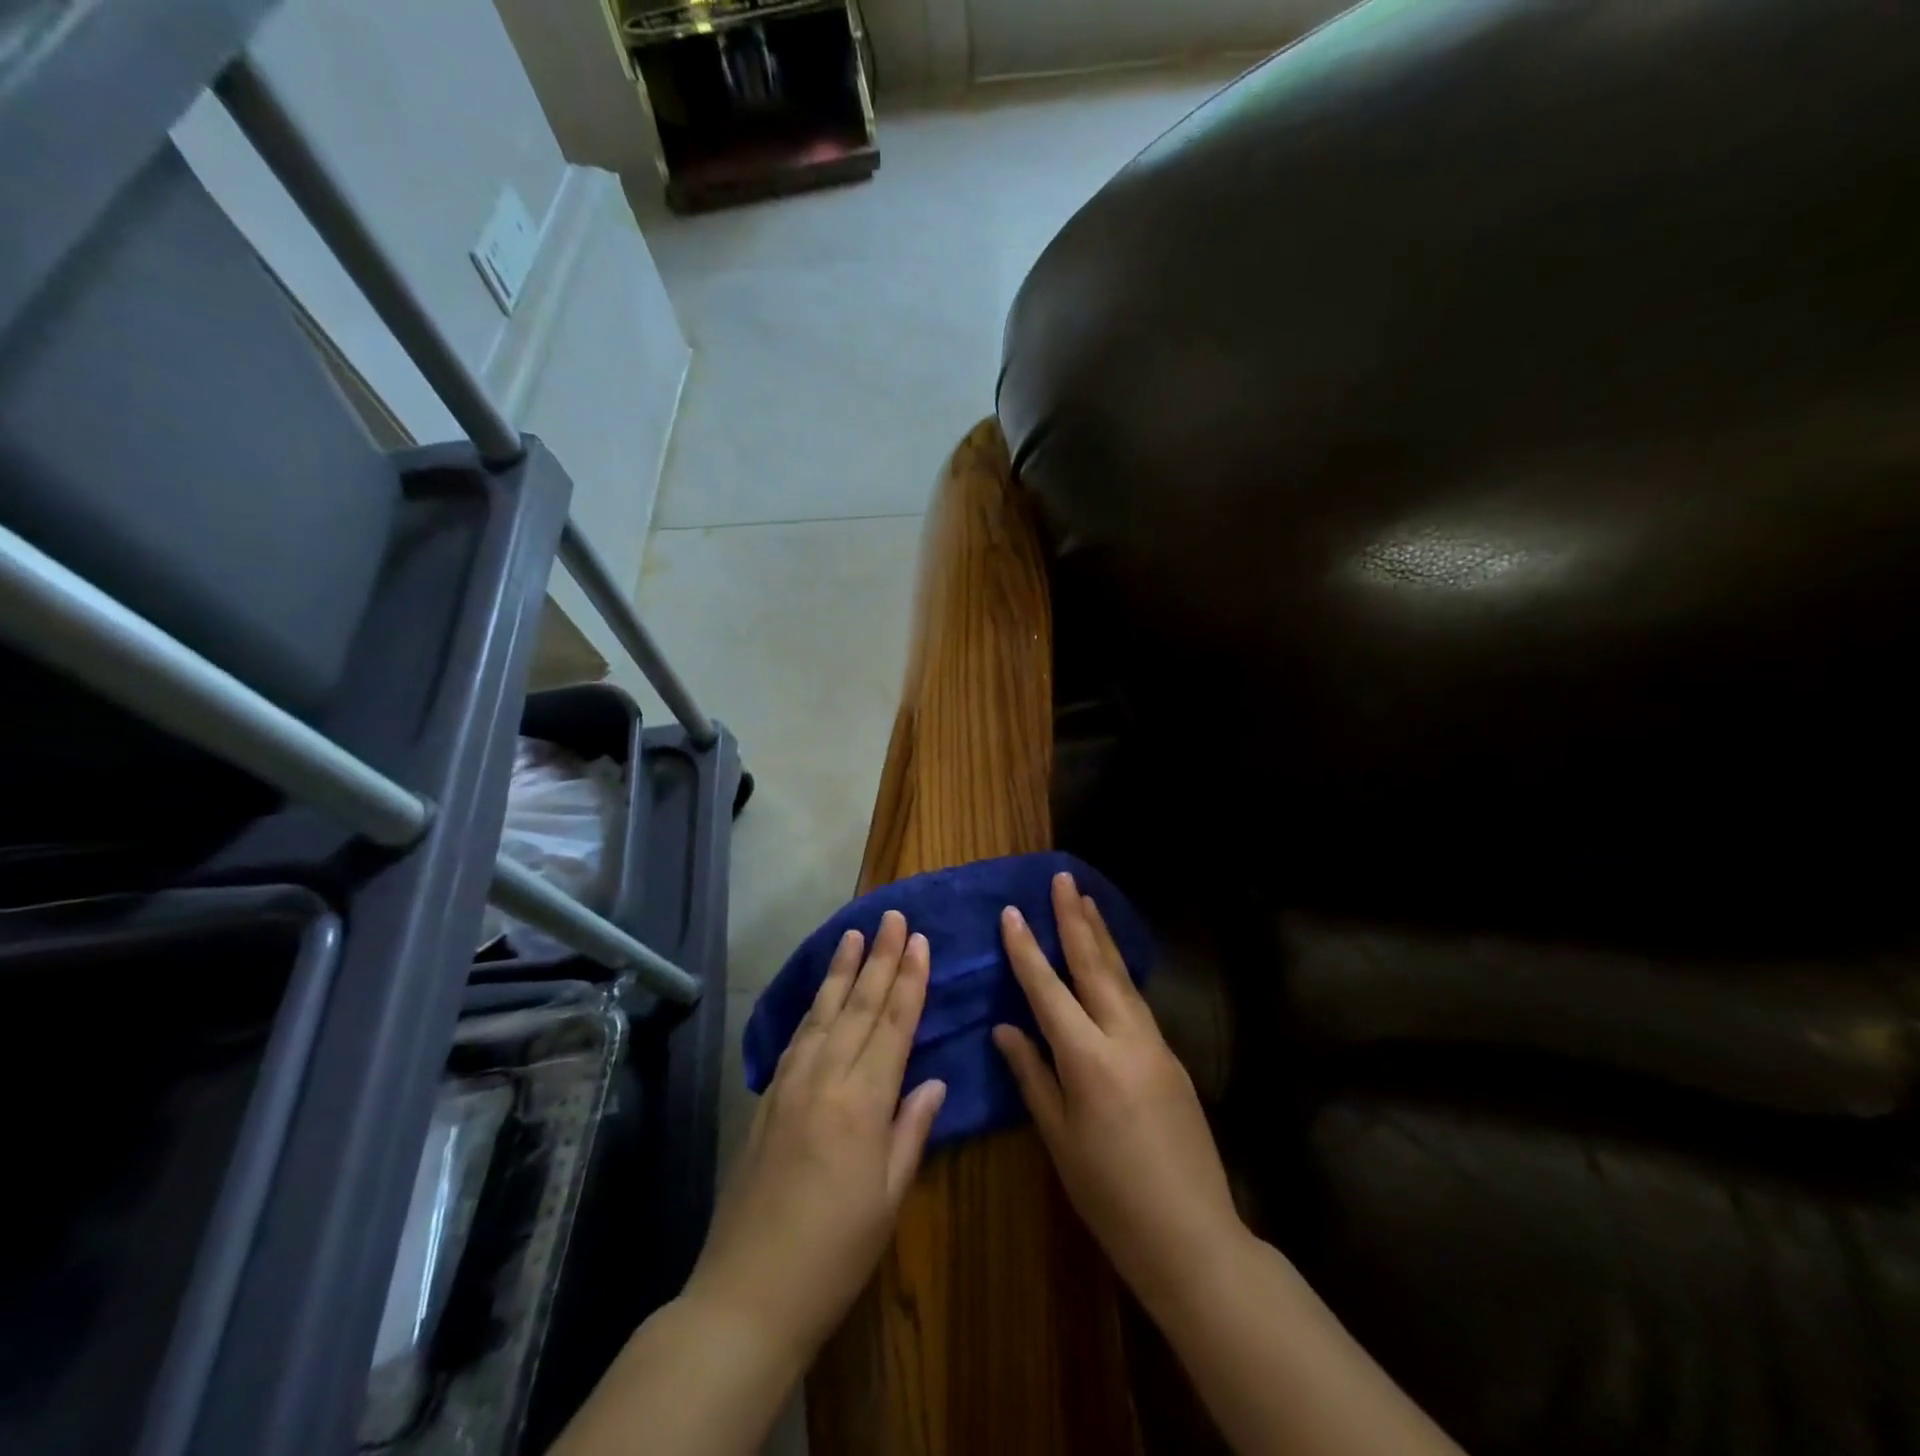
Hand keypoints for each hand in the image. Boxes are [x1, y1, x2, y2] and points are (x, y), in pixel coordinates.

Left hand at [687, 910, 946, 1361]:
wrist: (747, 1294)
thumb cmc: (835, 1253)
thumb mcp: (889, 1197)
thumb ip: (911, 1130)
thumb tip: (933, 1082)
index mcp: (863, 1102)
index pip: (893, 1025)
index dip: (909, 980)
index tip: (919, 941)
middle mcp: (825, 1080)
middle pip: (858, 1006)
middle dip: (878, 958)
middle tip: (891, 916)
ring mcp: (790, 1086)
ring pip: (822, 1014)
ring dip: (840, 971)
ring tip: (853, 934)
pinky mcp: (766, 1100)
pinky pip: (796, 1039)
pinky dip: (812, 1008)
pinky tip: (819, 994)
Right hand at [993, 873, 1244, 1313]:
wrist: (1192, 1235)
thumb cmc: (1110, 1196)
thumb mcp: (1059, 1140)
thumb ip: (1032, 1075)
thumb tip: (1006, 1027)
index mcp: (1089, 1060)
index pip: (1049, 990)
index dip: (1027, 950)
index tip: (1012, 911)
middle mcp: (1125, 1038)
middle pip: (1095, 966)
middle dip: (1076, 919)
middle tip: (1064, 879)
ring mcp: (1155, 1044)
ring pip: (1121, 977)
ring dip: (1102, 936)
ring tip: (1087, 901)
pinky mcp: (1171, 1057)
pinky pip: (1136, 1001)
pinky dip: (1118, 970)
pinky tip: (1110, 960)